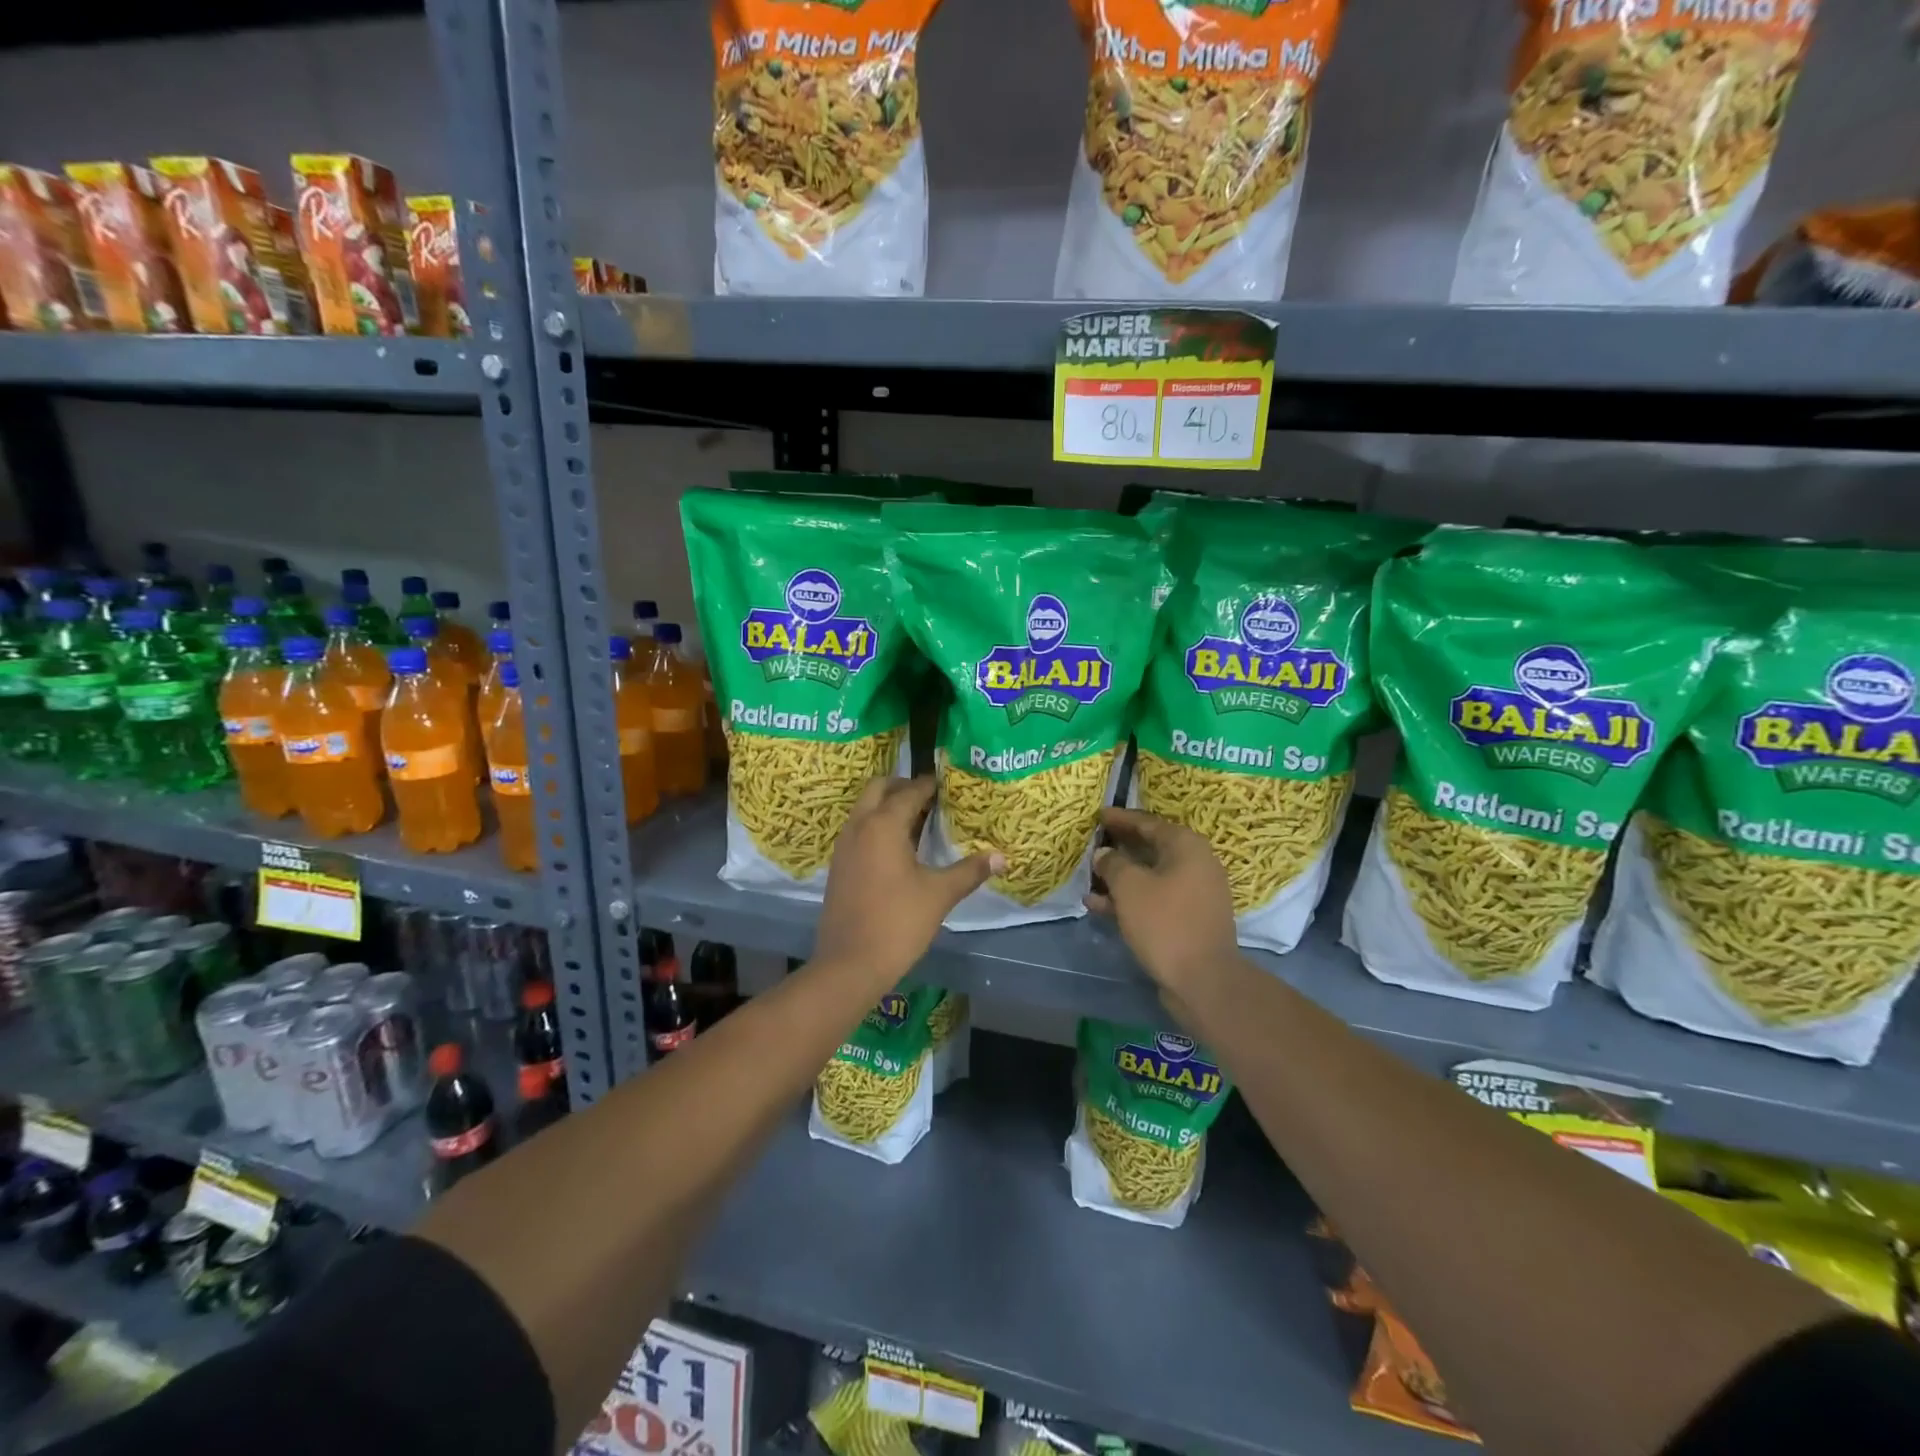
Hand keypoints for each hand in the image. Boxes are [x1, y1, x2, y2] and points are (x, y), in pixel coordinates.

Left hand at [815, 777, 1000, 987]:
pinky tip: (900, 849)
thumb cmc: (898, 922)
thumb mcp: (939, 894)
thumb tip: (1001, 857)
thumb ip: (970, 871)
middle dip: (904, 786)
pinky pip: (859, 830)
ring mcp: (844, 846)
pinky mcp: (839, 865)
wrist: (849, 964)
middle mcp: (859, 826)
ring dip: (888, 806)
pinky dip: (877, 826)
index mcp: (883, 824)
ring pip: (865, 808)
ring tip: (920, 821)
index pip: (910, 791)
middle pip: (879, 788)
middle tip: (932, 798)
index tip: (951, 785)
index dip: (931, 785)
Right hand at [1086, 806, 1239, 1006]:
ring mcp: (1195, 894)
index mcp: (1186, 846)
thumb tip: (1105, 853)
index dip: (1121, 818)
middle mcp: (1196, 864)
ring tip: (1089, 880)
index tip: (1098, 815)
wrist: (1203, 980)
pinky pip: (1155, 899)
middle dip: (1119, 848)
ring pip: (1150, 877)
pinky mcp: (1189, 919)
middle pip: (1151, 848)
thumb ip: (1113, 864)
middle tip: (1093, 844)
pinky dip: (1130, 900)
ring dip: (1120, 878)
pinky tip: (1099, 907)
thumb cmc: (1165, 922)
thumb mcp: (1130, 887)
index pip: (1148, 823)